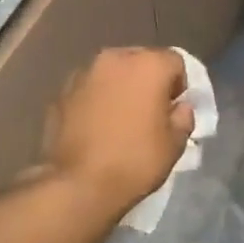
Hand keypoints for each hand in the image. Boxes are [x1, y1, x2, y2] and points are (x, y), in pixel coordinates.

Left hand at [41, 47, 194, 213]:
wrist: (79, 183)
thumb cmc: (135, 161)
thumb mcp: (174, 144)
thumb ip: (183, 118)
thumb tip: (178, 107)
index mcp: (148, 65)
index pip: (174, 62)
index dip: (179, 85)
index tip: (174, 109)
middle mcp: (114, 59)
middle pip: (140, 61)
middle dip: (147, 81)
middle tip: (149, 112)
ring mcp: (83, 73)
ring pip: (111, 73)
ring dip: (120, 88)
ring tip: (120, 120)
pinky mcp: (61, 92)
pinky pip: (89, 89)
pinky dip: (96, 100)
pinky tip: (97, 127)